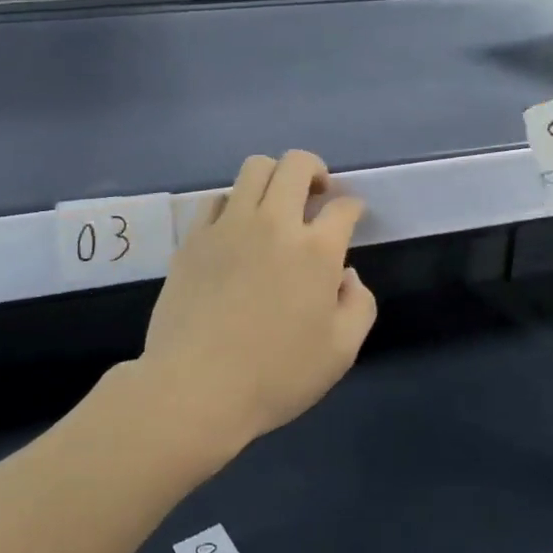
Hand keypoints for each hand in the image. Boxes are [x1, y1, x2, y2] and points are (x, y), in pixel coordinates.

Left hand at [138, 150, 375, 462]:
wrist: (196, 388)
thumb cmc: (276, 376)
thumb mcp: (340, 352)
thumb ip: (358, 304)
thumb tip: (345, 274)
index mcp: (316, 250)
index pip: (344, 207)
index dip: (353, 208)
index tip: (351, 216)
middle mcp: (274, 223)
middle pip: (297, 164)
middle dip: (315, 170)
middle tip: (316, 195)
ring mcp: (229, 225)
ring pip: (254, 168)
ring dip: (274, 177)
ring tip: (275, 205)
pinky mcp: (194, 237)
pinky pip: (217, 198)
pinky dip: (234, 203)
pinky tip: (236, 229)